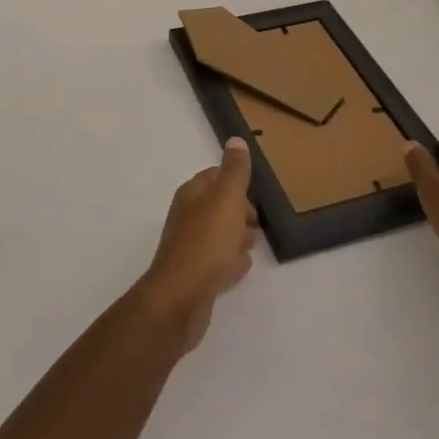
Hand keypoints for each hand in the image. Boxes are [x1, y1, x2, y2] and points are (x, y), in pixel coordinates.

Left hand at [133, 138, 258, 351]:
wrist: (180, 298)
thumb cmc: (207, 243)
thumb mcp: (226, 199)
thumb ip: (234, 171)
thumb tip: (235, 140)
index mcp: (192, 194)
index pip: (214, 176)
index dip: (235, 181)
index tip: (255, 191)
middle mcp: (187, 216)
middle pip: (216, 205)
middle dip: (237, 209)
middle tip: (258, 220)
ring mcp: (189, 246)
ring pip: (217, 233)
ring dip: (235, 234)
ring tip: (254, 241)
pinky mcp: (194, 275)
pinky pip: (216, 261)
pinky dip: (230, 259)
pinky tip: (241, 266)